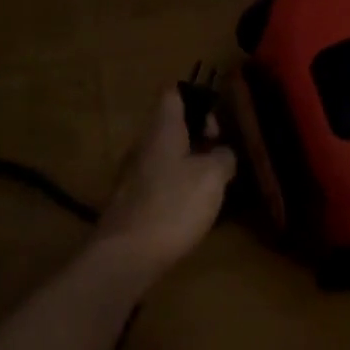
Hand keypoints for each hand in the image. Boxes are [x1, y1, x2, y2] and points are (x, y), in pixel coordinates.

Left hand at [93, 89, 236, 282]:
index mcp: (162, 128)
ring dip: (190, 164)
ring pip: (166, 154)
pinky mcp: (131, 201)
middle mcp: (144, 144)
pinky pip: (159, 181)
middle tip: (221, 158)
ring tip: (212, 186)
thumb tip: (223, 154)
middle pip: (171, 125)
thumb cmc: (173, 205)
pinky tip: (192, 210)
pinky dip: (177, 187)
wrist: (126, 256)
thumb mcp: (212, 177)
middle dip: (198, 136)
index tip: (216, 123)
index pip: (173, 93)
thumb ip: (223, 157)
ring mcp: (133, 173)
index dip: (197, 98)